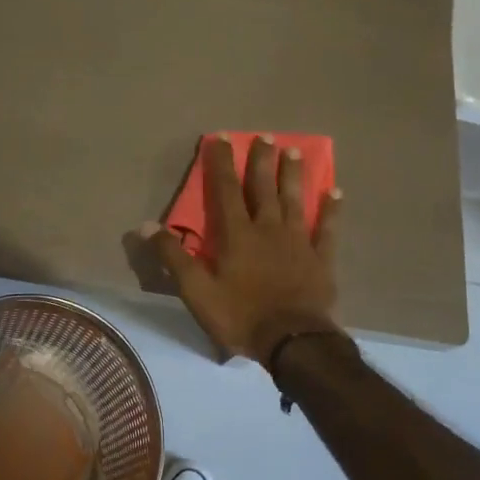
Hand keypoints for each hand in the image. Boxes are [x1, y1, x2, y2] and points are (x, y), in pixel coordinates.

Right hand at [143, 136, 340, 365]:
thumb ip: (172, 256)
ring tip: (294, 151)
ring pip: (294, 200)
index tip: (221, 138)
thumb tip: (144, 225)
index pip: (226, 190)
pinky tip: (335, 192)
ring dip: (293, 175)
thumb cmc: (241, 316)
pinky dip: (331, 211)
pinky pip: (327, 229)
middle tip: (265, 136)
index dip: (222, 163)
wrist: (293, 342)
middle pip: (263, 188)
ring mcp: (297, 242)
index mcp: (237, 235)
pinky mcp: (320, 259)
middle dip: (261, 161)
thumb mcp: (196, 291)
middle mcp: (268, 229)